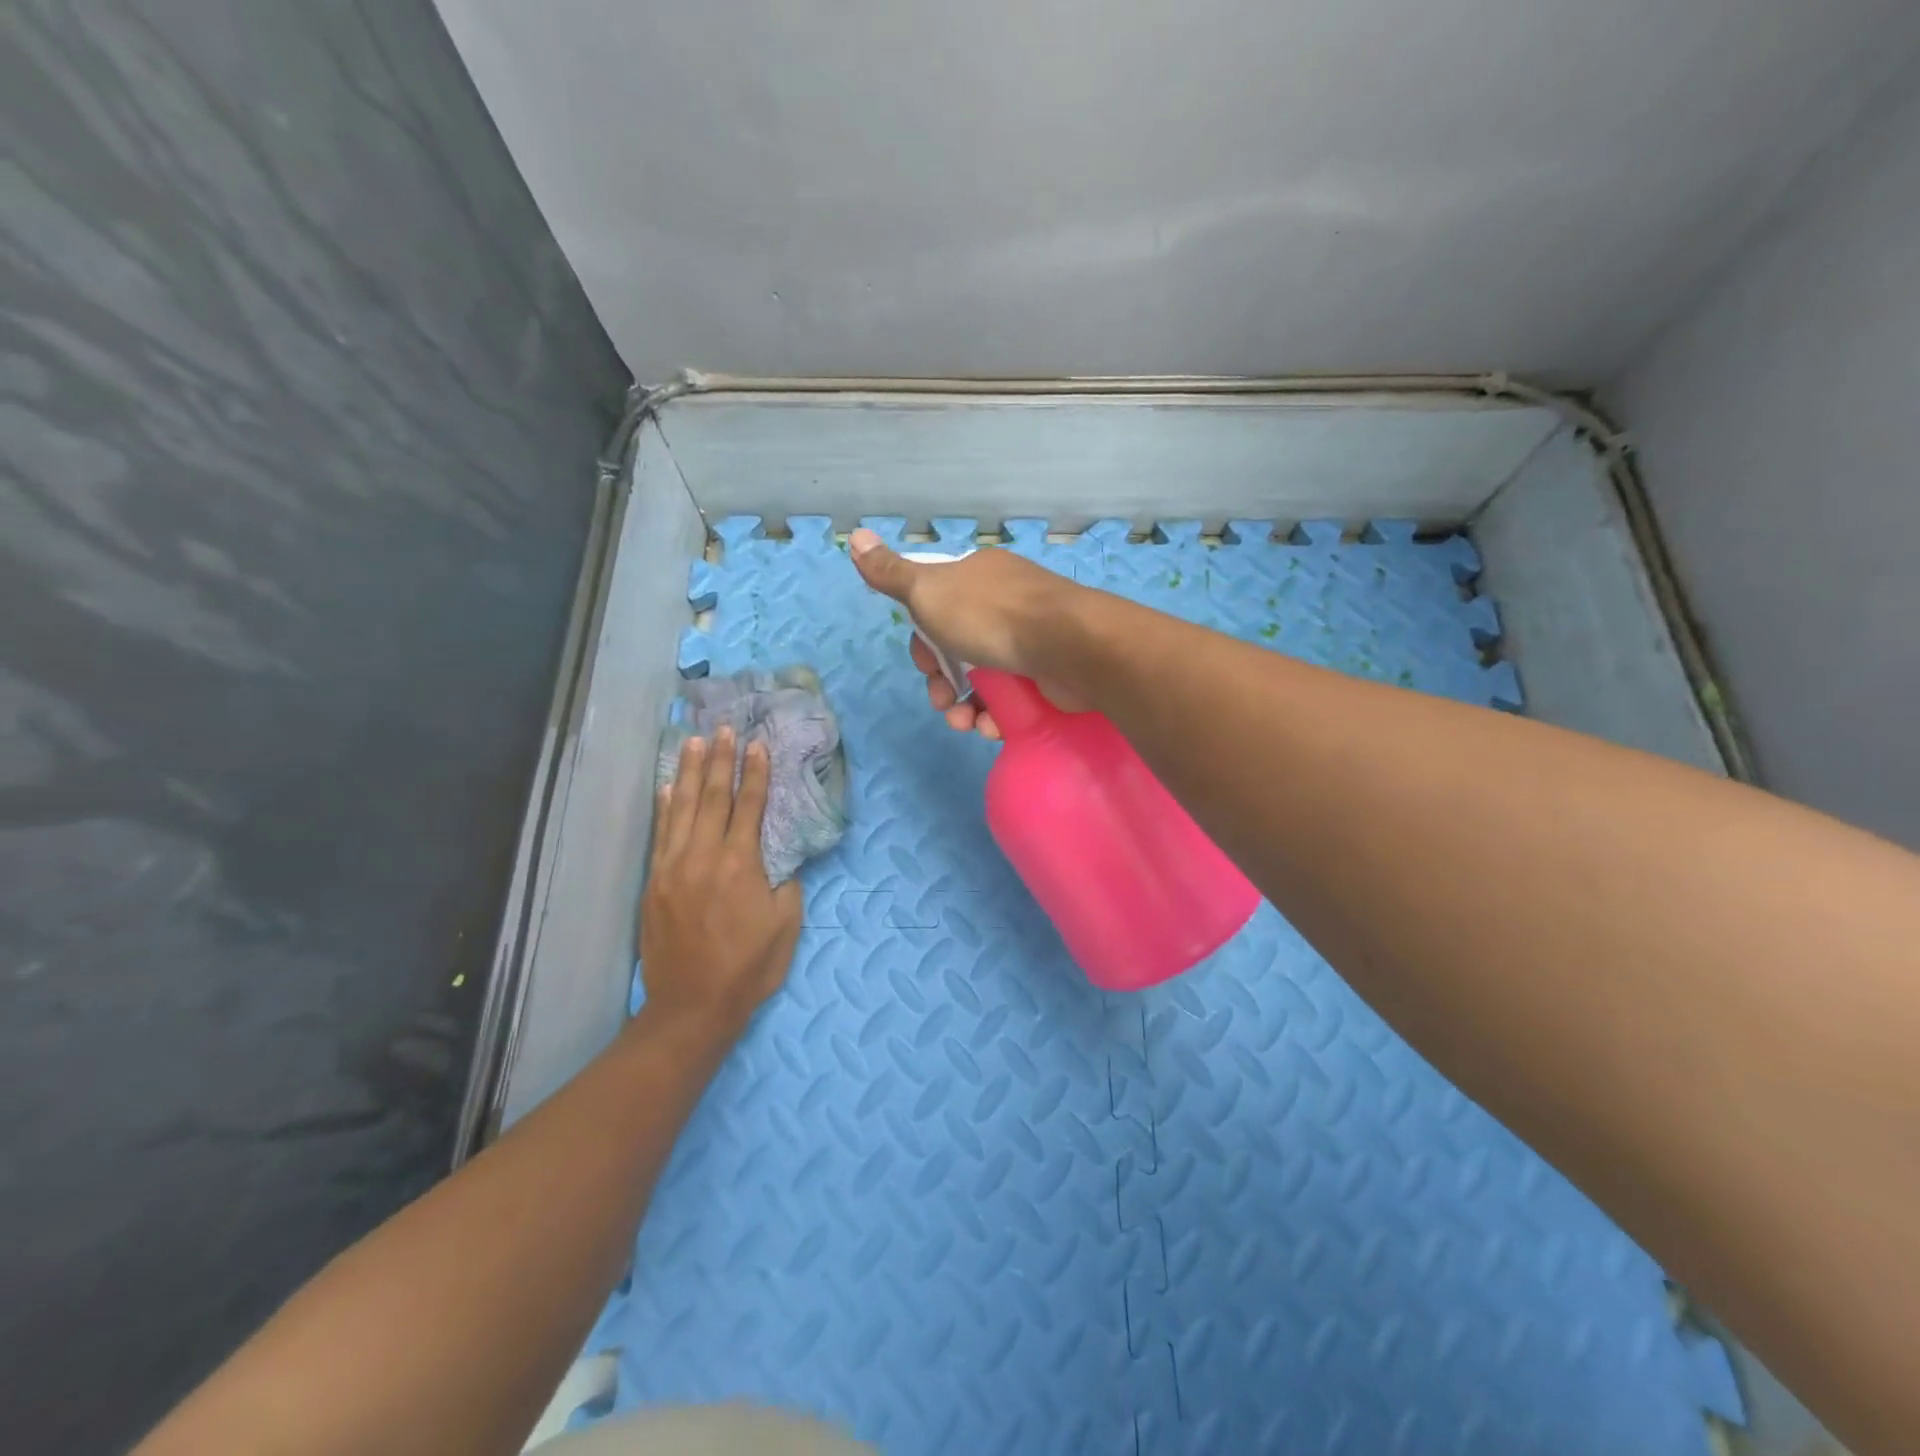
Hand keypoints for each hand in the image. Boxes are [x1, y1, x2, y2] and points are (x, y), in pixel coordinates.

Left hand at [639, 728, 801, 1042]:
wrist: (692, 1006)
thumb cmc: (749, 967)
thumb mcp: (786, 925)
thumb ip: (785, 884)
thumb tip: (780, 859)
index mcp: (741, 865)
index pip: (749, 806)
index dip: (755, 773)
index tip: (757, 745)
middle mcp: (703, 856)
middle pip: (712, 797)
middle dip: (720, 760)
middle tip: (724, 728)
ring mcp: (673, 867)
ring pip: (681, 809)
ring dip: (687, 772)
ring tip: (692, 741)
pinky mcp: (654, 882)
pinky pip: (659, 834)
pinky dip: (663, 808)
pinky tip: (665, 787)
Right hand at [849, 529, 1089, 739]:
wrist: (1069, 645)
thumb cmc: (991, 616)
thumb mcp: (929, 591)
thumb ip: (891, 574)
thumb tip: (854, 537)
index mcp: (976, 578)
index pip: (936, 609)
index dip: (924, 642)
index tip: (925, 664)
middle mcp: (1004, 603)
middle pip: (958, 648)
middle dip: (943, 681)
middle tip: (944, 701)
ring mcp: (1030, 638)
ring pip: (984, 678)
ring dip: (966, 707)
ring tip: (966, 725)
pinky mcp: (1048, 673)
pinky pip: (1012, 697)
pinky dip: (997, 715)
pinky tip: (992, 728)